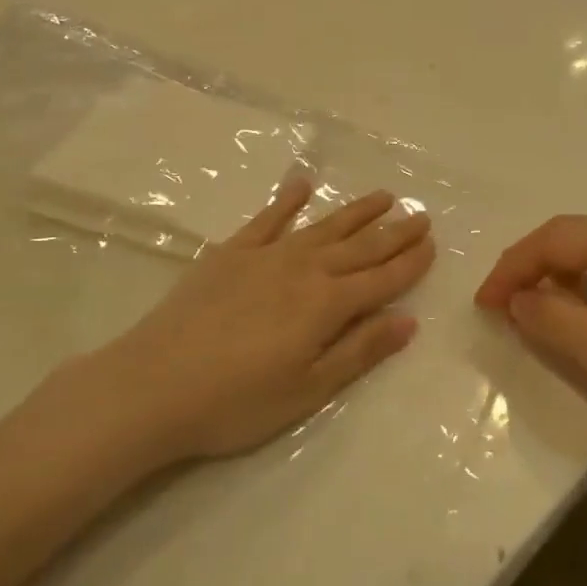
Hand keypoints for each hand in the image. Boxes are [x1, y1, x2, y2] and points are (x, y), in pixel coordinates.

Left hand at [108, 174, 434, 460]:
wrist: (154, 384)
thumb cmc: (237, 401)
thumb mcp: (308, 389)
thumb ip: (359, 351)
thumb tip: (408, 320)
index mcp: (326, 305)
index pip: (381, 279)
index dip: (409, 263)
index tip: (432, 243)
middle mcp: (303, 269)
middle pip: (359, 247)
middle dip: (393, 231)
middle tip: (420, 212)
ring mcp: (265, 255)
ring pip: (322, 226)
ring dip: (355, 211)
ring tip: (383, 195)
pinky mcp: (230, 252)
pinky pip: (267, 218)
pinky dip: (287, 200)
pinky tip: (302, 184)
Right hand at [475, 216, 586, 453]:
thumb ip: (562, 325)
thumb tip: (516, 301)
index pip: (557, 238)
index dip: (514, 266)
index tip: (484, 305)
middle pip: (573, 236)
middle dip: (530, 267)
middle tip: (499, 306)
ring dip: (555, 275)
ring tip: (527, 310)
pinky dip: (583, 284)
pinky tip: (574, 311)